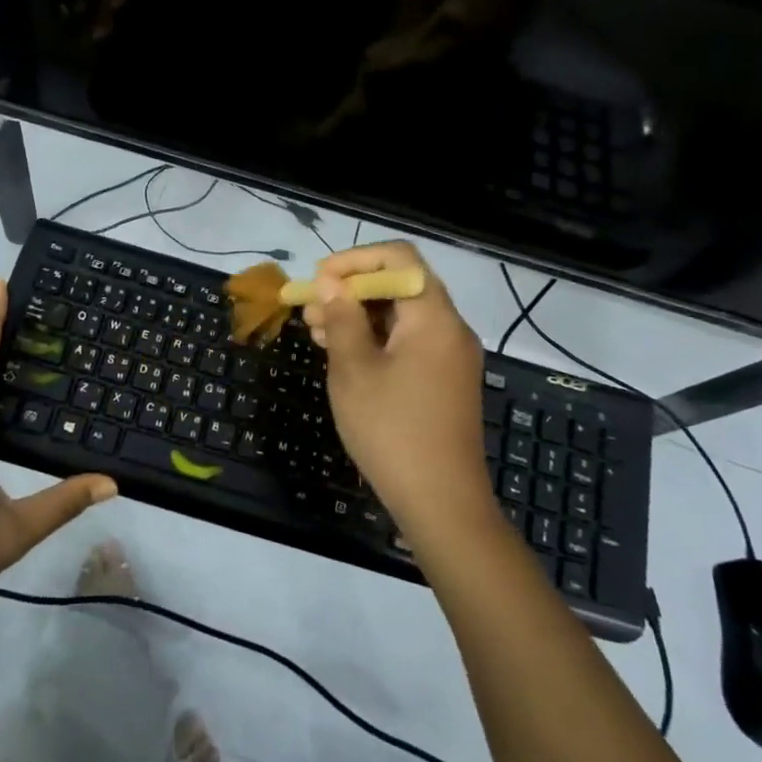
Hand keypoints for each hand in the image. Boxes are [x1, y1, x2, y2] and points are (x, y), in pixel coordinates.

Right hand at [303, 242, 497, 544]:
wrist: (442, 503)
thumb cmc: (392, 431)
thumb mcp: (354, 371)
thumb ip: (341, 319)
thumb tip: (330, 283)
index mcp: (433, 317)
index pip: (399, 257)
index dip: (355, 259)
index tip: (319, 280)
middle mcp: (450, 328)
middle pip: (400, 285)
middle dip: (351, 290)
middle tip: (310, 310)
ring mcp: (451, 356)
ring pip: (401, 316)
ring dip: (359, 316)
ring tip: (317, 333)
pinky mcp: (445, 380)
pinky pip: (409, 342)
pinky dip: (376, 340)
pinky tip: (344, 356)